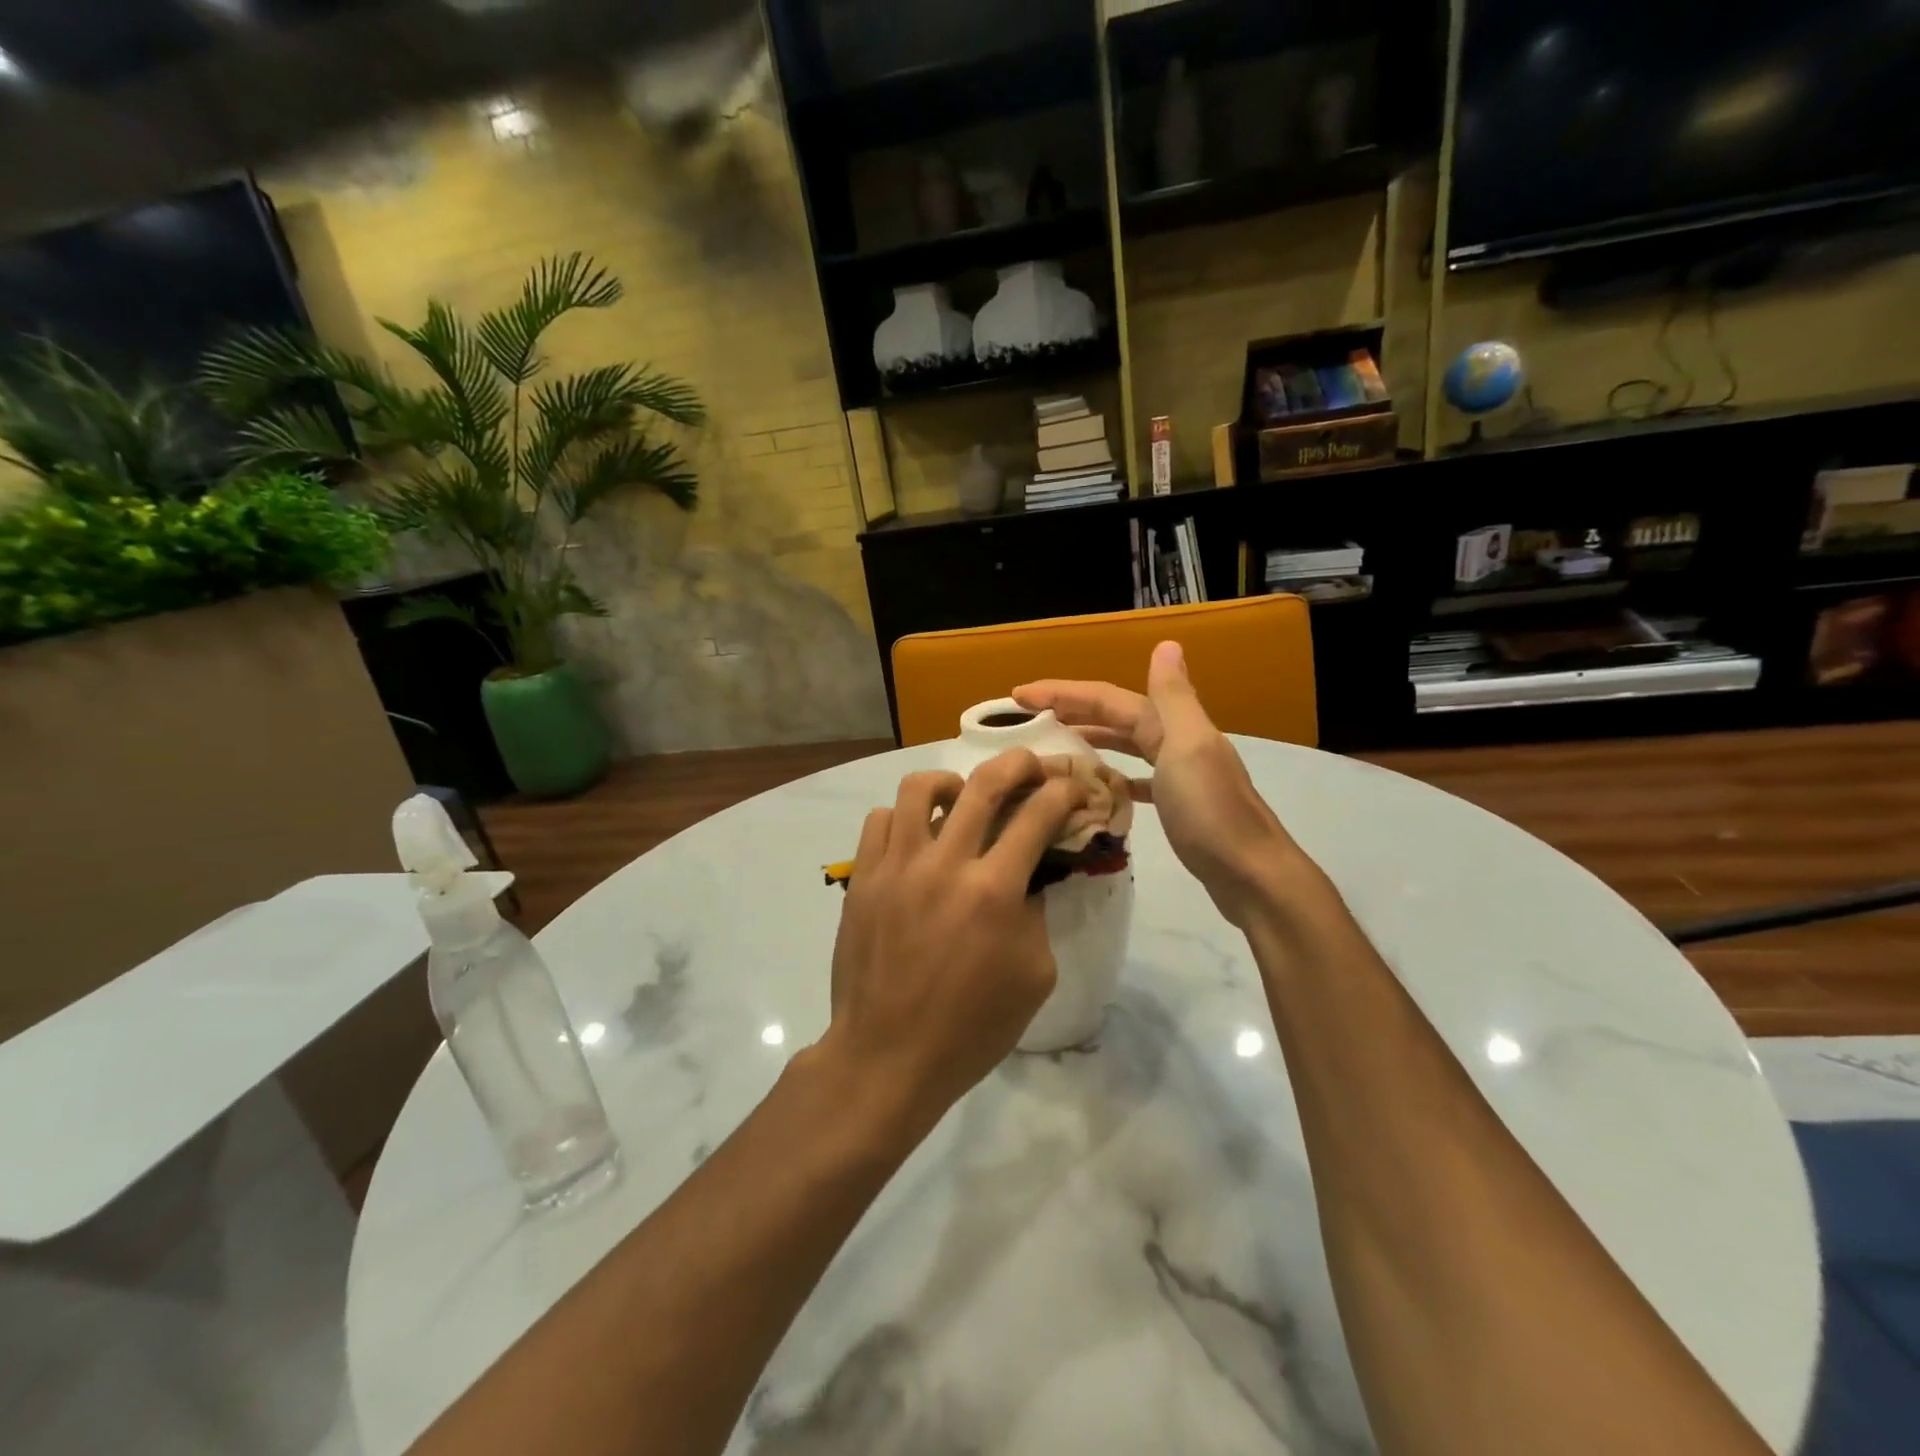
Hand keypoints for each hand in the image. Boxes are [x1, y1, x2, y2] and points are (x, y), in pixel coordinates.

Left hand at [819, 750, 1089, 1134]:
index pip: (1037, 815)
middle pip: (984, 783)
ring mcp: (896, 866)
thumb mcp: (1033, 976)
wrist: (888, 1056)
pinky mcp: (862, 878)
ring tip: (961, 798)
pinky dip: (904, 817)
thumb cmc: (970, 1027)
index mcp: (993, 891)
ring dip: (951, 782)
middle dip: (1017, 764)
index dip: (1062, 792)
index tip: (1071, 787)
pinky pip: (879, 820)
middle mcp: (944, 864)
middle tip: (1029, 768)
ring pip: (919, 788)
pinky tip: (916, 837)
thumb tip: (1027, 875)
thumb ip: (1035, 914)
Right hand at [1014, 641, 1302, 924]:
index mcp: (1172, 725)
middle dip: (1072, 710)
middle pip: (1115, 717)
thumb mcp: (1188, 747)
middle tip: (1026, 716)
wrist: (1252, 874)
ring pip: (1125, 745)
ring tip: (1053, 743)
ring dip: (1090, 737)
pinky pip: (1135, 779)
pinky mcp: (1177, 805)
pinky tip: (1097, 784)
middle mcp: (1175, 741)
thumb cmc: (1211, 813)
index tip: (1018, 695)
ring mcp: (1178, 774)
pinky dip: (1113, 775)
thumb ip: (1173, 697)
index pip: (1108, 699)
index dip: (1064, 692)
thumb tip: (1166, 644)